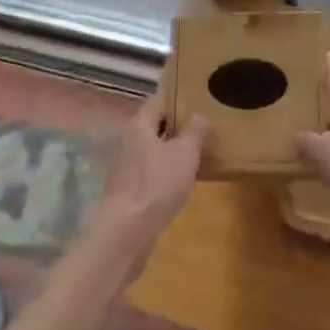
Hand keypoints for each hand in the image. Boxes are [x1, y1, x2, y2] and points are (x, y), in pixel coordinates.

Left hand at [89, 93, 207, 269]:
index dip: (178, 97)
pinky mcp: (127, 189)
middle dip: (177, 124)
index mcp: (140, 124)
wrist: (126, 232)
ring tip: (197, 152)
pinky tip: (181, 180)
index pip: (159, 100)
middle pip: (154, 124)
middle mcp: (129, 140)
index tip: (199, 98)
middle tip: (203, 126)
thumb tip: (199, 115)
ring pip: (152, 148)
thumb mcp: (185, 154)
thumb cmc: (157, 184)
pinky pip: (150, 170)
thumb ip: (194, 132)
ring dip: (171, 149)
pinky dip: (165, 170)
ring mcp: (125, 166)